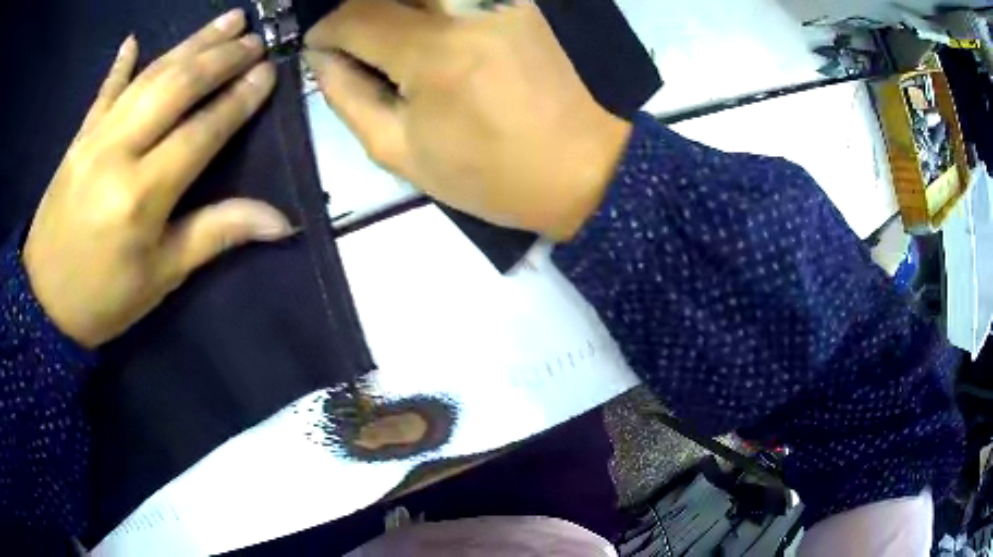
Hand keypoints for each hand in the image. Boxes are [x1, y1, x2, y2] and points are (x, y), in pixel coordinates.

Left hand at [24, 9, 291, 348]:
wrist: (44, 305)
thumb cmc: (106, 300)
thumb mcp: (162, 276)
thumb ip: (216, 234)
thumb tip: (281, 221)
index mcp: (142, 196)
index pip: (201, 131)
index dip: (238, 100)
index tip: (267, 72)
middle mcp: (118, 153)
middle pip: (177, 88)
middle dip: (220, 58)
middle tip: (255, 39)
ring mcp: (94, 138)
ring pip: (149, 76)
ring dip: (190, 43)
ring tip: (227, 20)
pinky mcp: (77, 138)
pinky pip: (104, 91)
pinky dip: (121, 64)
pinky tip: (134, 41)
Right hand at [304, 0, 631, 239]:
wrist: (579, 169)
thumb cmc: (489, 174)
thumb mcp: (401, 152)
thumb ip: (349, 97)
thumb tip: (322, 57)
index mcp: (434, 55)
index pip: (356, 17)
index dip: (326, 30)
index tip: (319, 45)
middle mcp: (469, 11)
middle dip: (358, 7)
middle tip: (351, 36)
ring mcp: (501, 1)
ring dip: (394, 4)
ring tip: (385, 32)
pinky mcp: (521, 3)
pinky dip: (431, 6)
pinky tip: (423, 24)